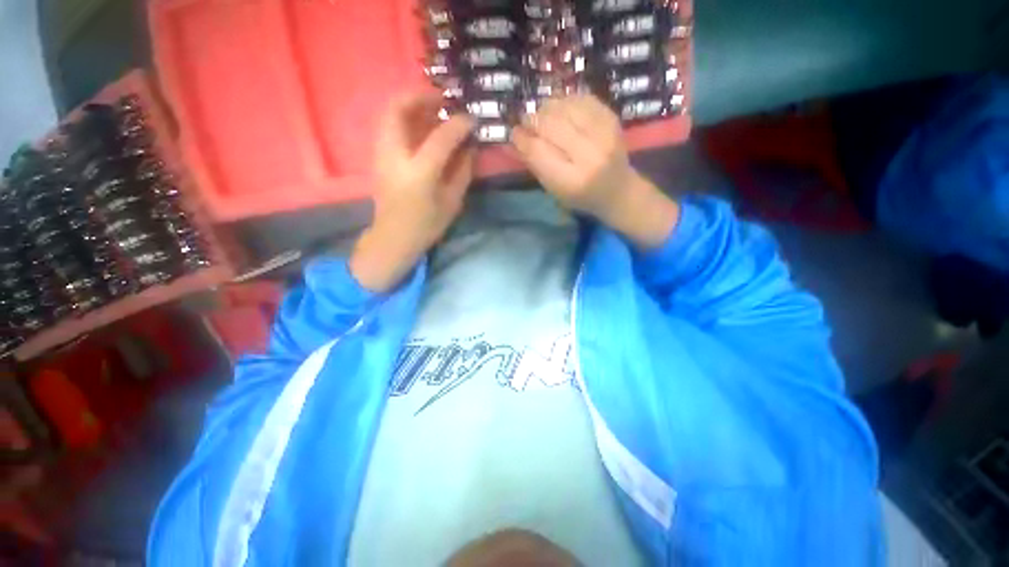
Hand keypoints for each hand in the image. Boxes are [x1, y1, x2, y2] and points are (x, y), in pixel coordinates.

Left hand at [351, 92, 474, 291]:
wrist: (393, 238)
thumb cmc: (426, 225)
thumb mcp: (452, 202)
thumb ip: (462, 172)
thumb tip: (470, 148)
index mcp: (419, 173)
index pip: (441, 137)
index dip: (458, 124)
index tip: (471, 119)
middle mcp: (396, 157)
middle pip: (398, 110)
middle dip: (421, 97)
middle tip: (443, 100)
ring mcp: (382, 154)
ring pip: (390, 114)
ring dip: (411, 105)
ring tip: (434, 110)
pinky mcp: (378, 157)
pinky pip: (390, 127)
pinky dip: (405, 119)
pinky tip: (421, 128)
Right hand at [511, 95, 678, 248]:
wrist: (618, 190)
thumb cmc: (581, 196)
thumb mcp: (554, 190)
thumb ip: (535, 164)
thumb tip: (515, 138)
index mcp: (572, 180)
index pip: (538, 151)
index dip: (522, 139)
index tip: (514, 134)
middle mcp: (589, 155)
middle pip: (550, 124)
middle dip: (532, 120)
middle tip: (525, 122)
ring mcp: (604, 133)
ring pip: (564, 106)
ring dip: (547, 108)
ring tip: (542, 116)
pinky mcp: (611, 118)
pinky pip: (580, 98)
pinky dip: (565, 101)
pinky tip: (561, 110)